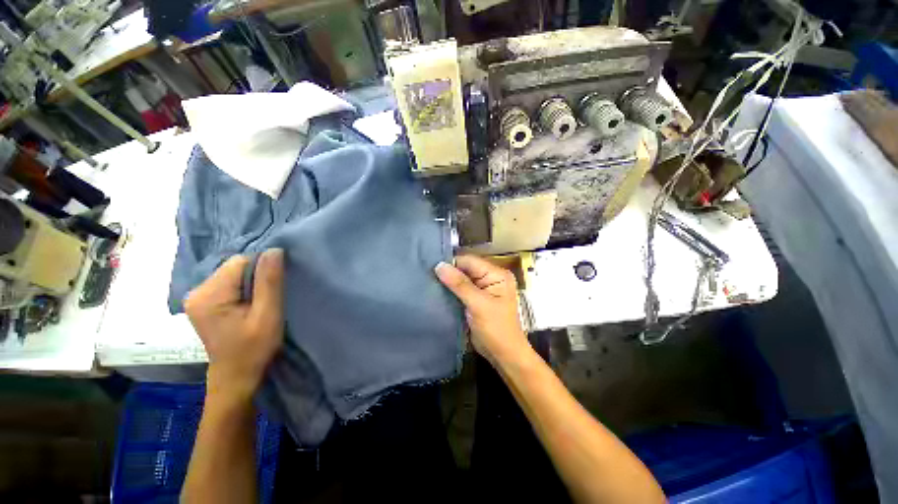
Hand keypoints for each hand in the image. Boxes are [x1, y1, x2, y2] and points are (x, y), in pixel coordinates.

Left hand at [185, 249, 284, 399]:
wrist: (236, 376)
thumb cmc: (254, 348)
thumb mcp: (268, 314)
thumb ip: (270, 282)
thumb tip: (274, 250)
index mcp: (209, 295)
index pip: (241, 262)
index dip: (262, 270)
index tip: (274, 288)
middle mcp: (197, 292)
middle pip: (235, 267)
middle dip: (256, 277)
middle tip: (268, 298)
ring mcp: (197, 297)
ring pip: (233, 274)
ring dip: (251, 283)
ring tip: (260, 302)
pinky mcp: (203, 303)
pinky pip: (228, 283)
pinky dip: (243, 289)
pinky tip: (249, 304)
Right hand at [435, 255, 528, 364]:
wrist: (503, 355)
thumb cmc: (496, 329)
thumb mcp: (478, 304)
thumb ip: (459, 284)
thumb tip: (439, 265)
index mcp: (497, 274)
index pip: (470, 261)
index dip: (452, 263)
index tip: (431, 267)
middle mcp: (490, 277)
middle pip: (465, 269)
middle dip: (449, 272)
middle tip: (427, 274)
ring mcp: (483, 289)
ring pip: (461, 279)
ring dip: (448, 282)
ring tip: (428, 281)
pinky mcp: (475, 299)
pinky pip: (461, 290)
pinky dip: (450, 291)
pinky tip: (437, 291)